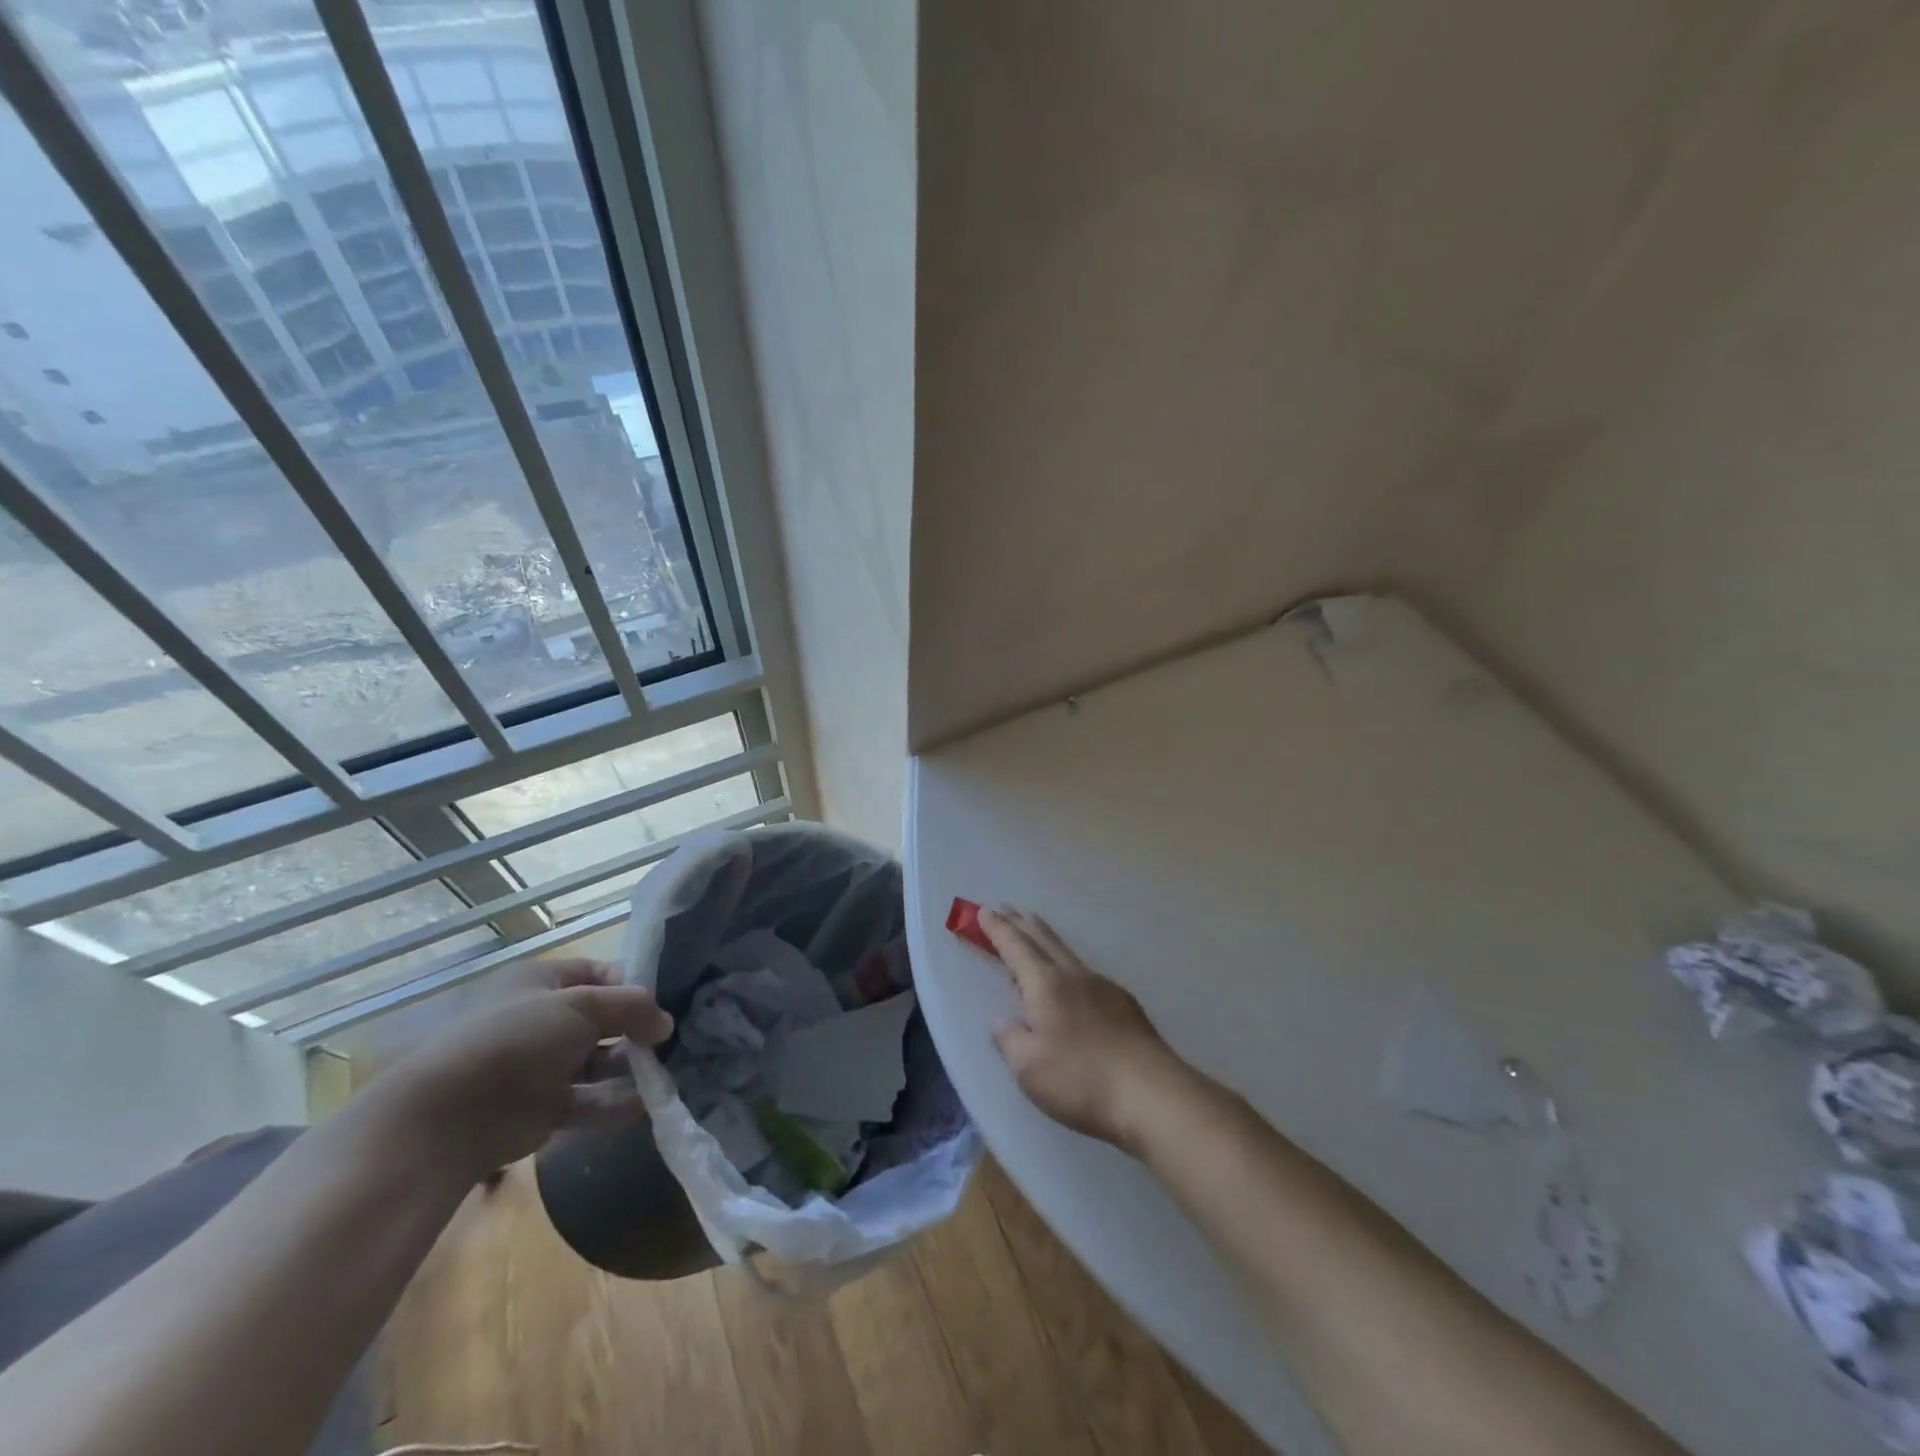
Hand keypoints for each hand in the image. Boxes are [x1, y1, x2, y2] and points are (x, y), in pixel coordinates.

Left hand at [375, 958, 674, 1178]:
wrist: (448, 1119)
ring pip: (599, 1061)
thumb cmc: (517, 1040)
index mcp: (541, 982)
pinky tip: (643, 1104)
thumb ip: (632, 1006)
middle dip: (636, 1028)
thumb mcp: (582, 1006)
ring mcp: (541, 1066)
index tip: (661, 1002)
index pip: (599, 972)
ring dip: (630, 1067)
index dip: (632, 984)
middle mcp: (542, 1019)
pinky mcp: (542, 1108)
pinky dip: (615, 1102)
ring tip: (662, 1073)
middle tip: (668, 1041)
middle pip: (603, 1018)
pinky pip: (589, 1100)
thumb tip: (666, 1023)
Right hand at [982, 907, 1189, 1151]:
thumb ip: (1010, 1039)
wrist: (1151, 1093)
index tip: (984, 911)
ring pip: (1067, 953)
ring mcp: (1103, 988)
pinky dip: (1068, 964)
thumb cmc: (1080, 1079)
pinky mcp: (1125, 1006)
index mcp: (1045, 985)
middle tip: (1007, 908)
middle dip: (1021, 924)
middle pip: (1043, 941)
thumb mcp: (1028, 1067)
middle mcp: (1074, 977)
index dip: (997, 929)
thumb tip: (1004, 1021)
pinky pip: (1086, 973)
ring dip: (1046, 938)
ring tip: (1035, 928)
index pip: (1015, 948)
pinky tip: (1073, 979)